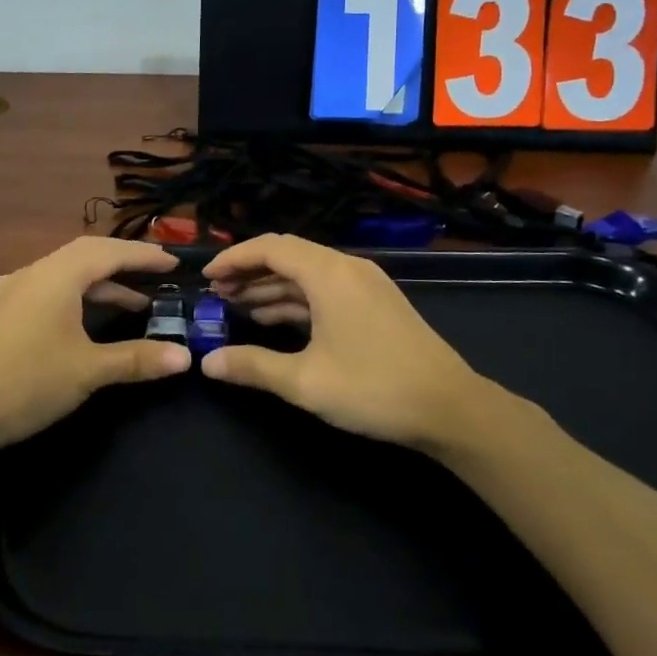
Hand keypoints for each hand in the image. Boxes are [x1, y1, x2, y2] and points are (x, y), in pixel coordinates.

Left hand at [0, 237, 190, 448]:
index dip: (144, 255)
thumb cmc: (26, 381)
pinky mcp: (0, 314)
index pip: (109, 252)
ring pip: (65, 275)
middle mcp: (33, 273)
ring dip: (100, 285)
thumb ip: (137, 359)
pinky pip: (48, 291)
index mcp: (56, 275)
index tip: (174, 262)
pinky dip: (76, 298)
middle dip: (124, 264)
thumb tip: (185, 357)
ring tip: (134, 304)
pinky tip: (83, 319)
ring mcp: (12, 292)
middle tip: (157, 274)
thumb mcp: (88, 370)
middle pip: (86, 256)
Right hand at [200, 234, 514, 450]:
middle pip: (288, 256)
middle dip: (249, 272)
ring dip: (271, 287)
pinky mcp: (375, 303)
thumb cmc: (374, 389)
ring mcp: (365, 284)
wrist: (451, 408)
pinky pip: (325, 289)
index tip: (206, 277)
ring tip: (236, 306)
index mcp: (329, 274)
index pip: (271, 248)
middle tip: (216, 294)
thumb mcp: (305, 382)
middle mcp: (347, 268)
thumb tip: (208, 363)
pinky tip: (275, 319)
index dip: (234, 258)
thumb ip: (252, 367)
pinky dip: (296, 300)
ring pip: (307, 274)